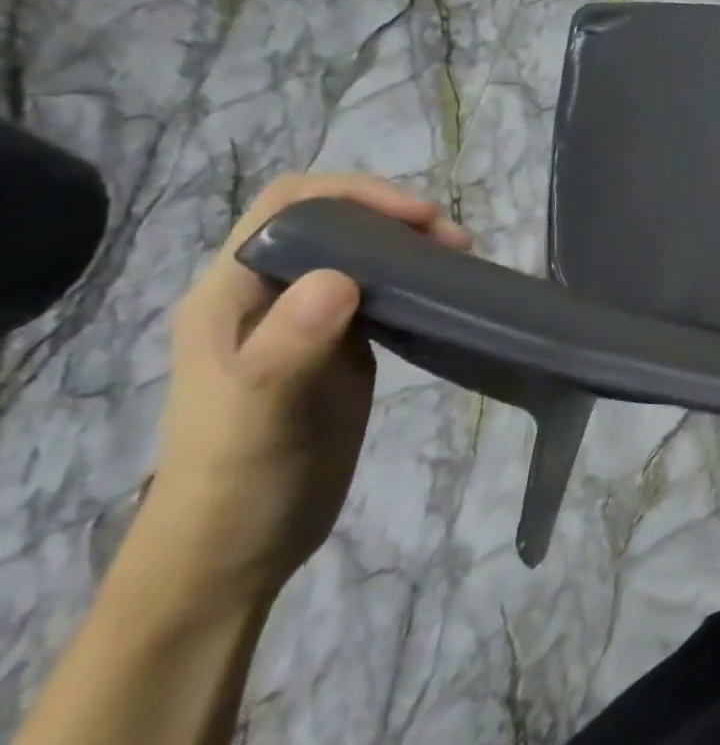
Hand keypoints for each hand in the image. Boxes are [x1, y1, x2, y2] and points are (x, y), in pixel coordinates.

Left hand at [143, 173, 468, 601]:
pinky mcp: (345, 347)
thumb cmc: (237, 480)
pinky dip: (419, 280)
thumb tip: (340, 278)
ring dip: (412, 245)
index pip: (292, 206)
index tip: (423, 219)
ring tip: (462, 263)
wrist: (237, 548)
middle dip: (396, 215)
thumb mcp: (257, 415)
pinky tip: (449, 296)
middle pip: (333, 221)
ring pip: (362, 253)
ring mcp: (309, 321)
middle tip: (456, 244)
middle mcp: (270, 295)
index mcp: (233, 294)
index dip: (357, 195)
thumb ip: (288, 345)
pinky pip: (383, 292)